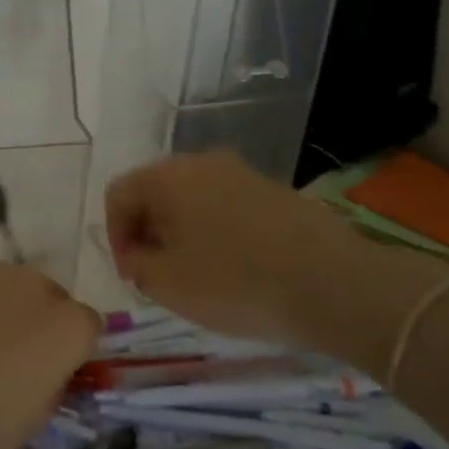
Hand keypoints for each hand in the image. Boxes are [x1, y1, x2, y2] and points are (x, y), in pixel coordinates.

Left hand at [0, 257, 100, 448]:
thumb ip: (52, 382)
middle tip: (7, 351)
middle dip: (36, 318)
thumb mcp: (38, 417)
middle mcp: (38, 286)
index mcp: (71, 326)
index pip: (87, 324)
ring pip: (5, 284)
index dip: (70, 346)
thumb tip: (45, 368)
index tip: (49, 366)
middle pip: (47, 295)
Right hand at [105, 151, 369, 343]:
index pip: (118, 193)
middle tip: (158, 275)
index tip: (132, 274)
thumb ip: (137, 264)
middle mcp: (203, 163)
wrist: (334, 284)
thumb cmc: (236, 283)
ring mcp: (244, 174)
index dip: (114, 235)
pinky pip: (228, 208)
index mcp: (169, 177)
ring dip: (183, 234)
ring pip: (193, 200)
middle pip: (156, 192)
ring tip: (196, 276)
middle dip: (148, 233)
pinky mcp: (276, 192)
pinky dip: (217, 233)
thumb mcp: (166, 284)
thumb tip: (140, 252)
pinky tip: (235, 270)